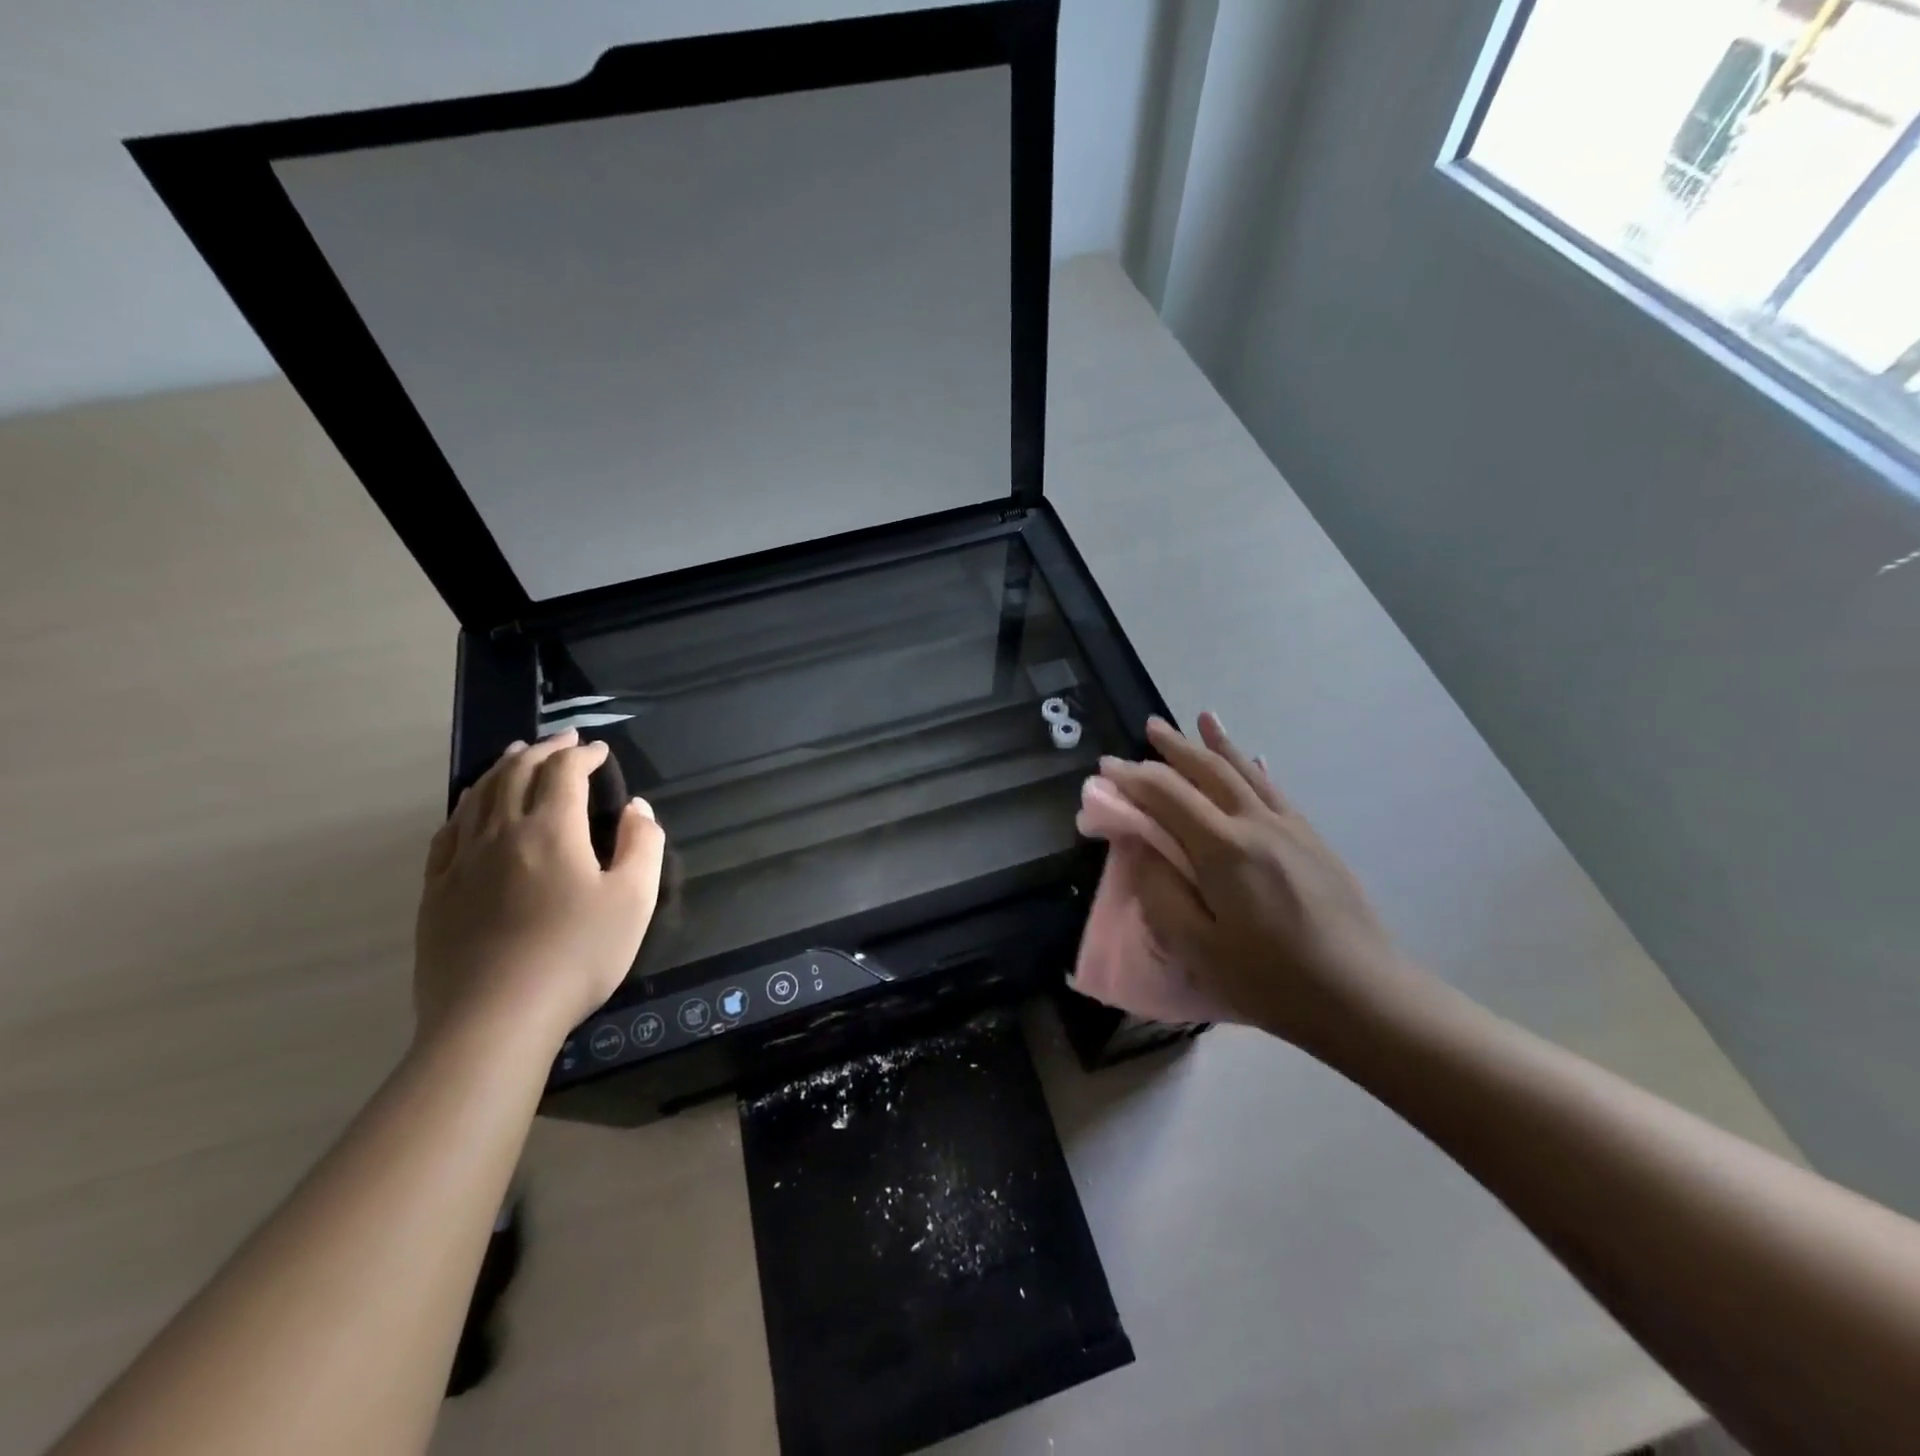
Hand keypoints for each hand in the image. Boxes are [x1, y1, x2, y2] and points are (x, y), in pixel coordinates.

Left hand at [414, 730, 663, 1047]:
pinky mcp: (436, 891)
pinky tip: (472, 809)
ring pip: (478, 796)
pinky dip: (465, 807)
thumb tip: (636, 808)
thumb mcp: (634, 900)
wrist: (495, 1018)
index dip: (583, 755)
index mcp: (550, 830)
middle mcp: (501, 833)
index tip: (600, 751)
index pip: (564, 773)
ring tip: (517, 756)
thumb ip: (642, 845)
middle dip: (543, 751)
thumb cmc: (576, 956)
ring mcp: (461, 861)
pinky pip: (447, 833)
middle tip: (563, 741)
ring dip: (502, 769)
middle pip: (517, 774)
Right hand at [1100, 714, 1423, 1050]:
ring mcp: (1291, 828)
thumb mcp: (1198, 947)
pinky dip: (1254, 767)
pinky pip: (1275, 789)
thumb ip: (1160, 891)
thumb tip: (1138, 845)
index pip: (1168, 795)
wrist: (1364, 997)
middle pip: (1209, 771)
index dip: (1133, 779)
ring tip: (1200, 719)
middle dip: (1175, 747)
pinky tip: (1252, 758)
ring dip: (1217, 744)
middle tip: (1149, 728)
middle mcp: (1257, 824)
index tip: (1106, 769)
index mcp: (1224, 849)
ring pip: (1246, 772)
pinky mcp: (1313, 840)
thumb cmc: (1271, 980)